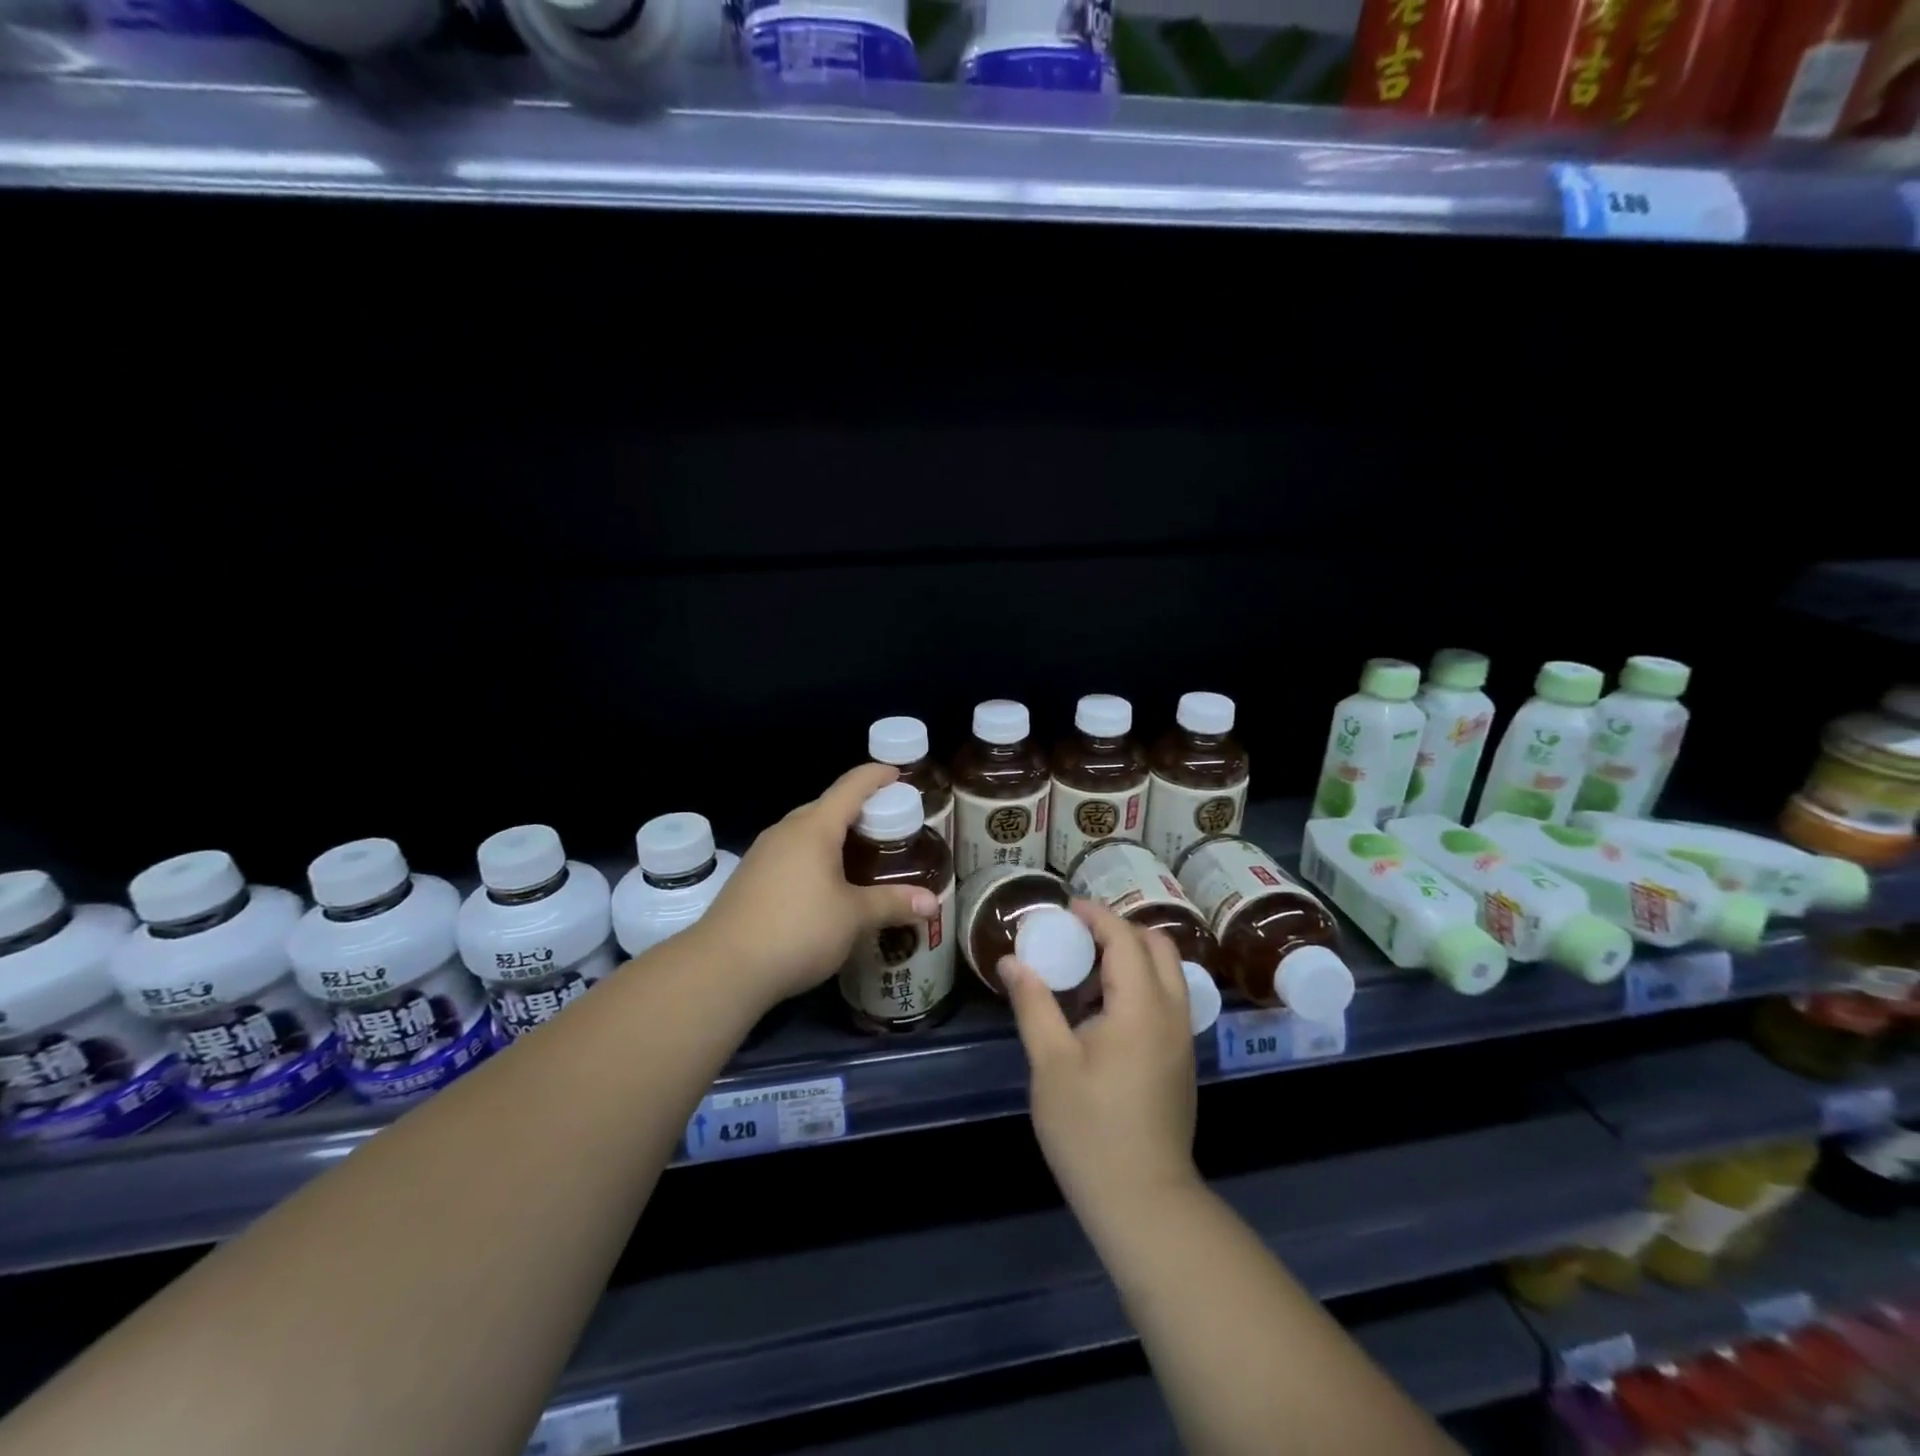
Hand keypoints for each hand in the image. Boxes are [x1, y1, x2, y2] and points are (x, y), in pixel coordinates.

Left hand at [697, 763, 941, 1009]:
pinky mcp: (750, 877)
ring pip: (807, 831)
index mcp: (814, 827)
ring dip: (835, 835)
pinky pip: (791, 852)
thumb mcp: (853, 917)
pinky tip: (826, 882)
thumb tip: (932, 904)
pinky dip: (815, 855)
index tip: (898, 773)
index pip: (851, 786)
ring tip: (863, 853)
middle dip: (860, 809)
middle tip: (890, 825)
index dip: (876, 776)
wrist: (723, 968)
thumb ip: (892, 904)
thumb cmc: (797, 930)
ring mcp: (763, 853)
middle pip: (828, 806)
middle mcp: (786, 831)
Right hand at [1003, 901, 1201, 1224]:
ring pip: (1166, 972)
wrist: (1143, 1201)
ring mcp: (1181, 1037)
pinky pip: (1166, 998)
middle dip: (1118, 929)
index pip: (1124, 938)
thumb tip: (1012, 960)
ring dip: (1130, 956)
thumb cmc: (1089, 1129)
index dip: (1095, 915)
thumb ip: (1033, 1003)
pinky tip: (1101, 1010)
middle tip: (1076, 936)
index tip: (1064, 909)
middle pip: (1157, 945)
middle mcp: (1171, 1012)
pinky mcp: (1180, 1058)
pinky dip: (1139, 983)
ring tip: (1084, 972)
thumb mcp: (1050, 1062)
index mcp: (1141, 1006)